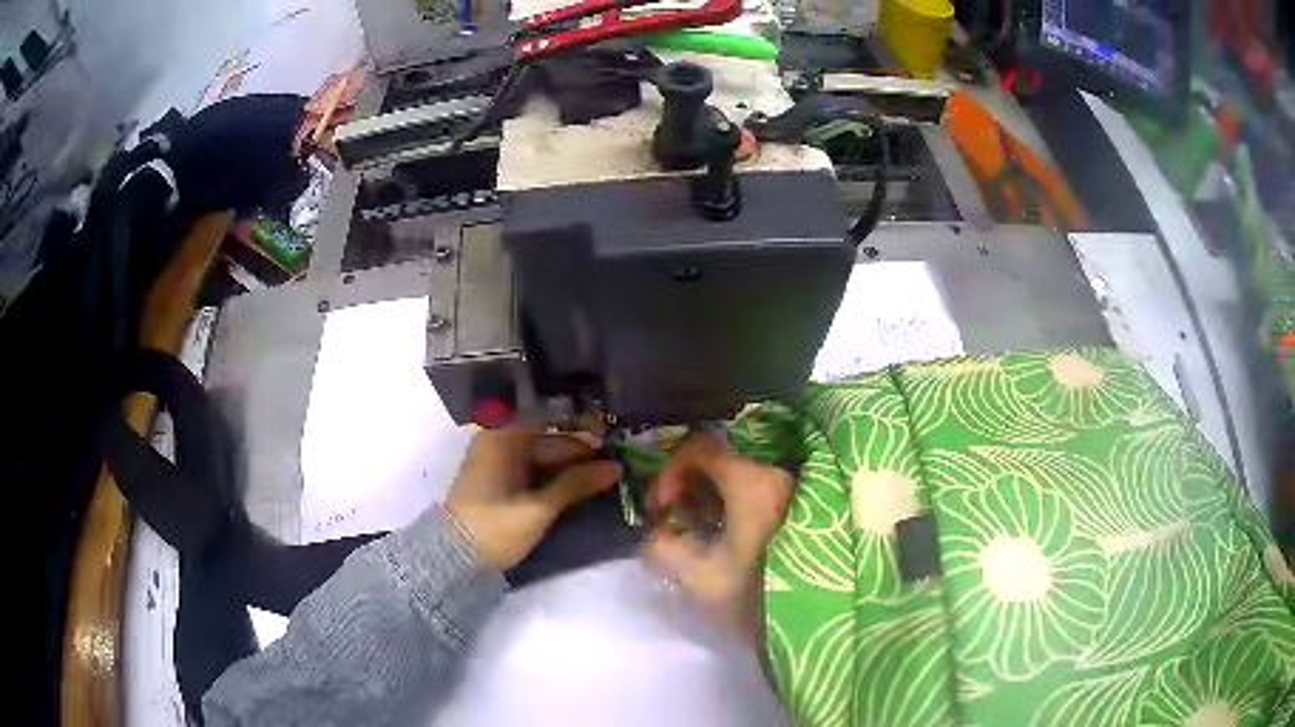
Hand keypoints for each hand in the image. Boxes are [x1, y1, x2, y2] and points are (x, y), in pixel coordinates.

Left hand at [446, 426, 621, 570]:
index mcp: (501, 439)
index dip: (581, 430)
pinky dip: (556, 479)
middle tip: (619, 462)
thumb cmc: (495, 527)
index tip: (613, 437)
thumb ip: (576, 485)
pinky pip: (534, 473)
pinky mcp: (500, 485)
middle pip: (547, 442)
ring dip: (571, 469)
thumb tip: (616, 468)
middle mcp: (498, 444)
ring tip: (608, 475)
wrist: (455, 560)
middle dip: (580, 454)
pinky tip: (582, 486)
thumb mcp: (538, 508)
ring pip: (543, 459)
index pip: (549, 423)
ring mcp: (498, 465)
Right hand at [643, 433, 793, 639]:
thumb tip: (656, 532)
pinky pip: (757, 493)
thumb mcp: (698, 576)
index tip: (661, 507)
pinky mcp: (802, 508)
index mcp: (751, 481)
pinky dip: (733, 507)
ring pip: (739, 477)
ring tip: (697, 534)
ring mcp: (794, 490)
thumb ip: (662, 548)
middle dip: (688, 486)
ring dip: (711, 498)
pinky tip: (725, 539)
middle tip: (674, 520)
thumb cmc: (756, 594)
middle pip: (719, 461)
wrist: (817, 619)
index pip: (698, 448)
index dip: (669, 472)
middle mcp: (776, 474)